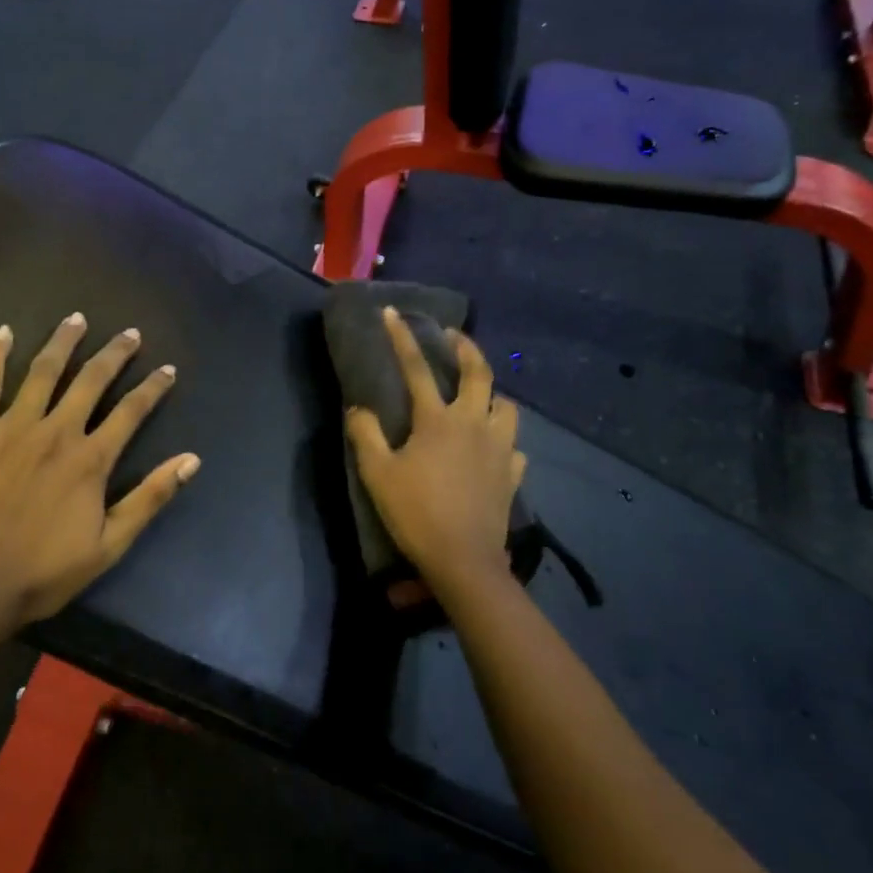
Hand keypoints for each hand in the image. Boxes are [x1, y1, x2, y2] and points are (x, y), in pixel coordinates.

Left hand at [0, 313, 200, 626]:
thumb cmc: (43, 572)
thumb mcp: (109, 544)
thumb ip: (150, 498)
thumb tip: (192, 459)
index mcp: (91, 459)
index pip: (131, 411)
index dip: (153, 388)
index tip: (167, 369)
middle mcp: (57, 432)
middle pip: (92, 381)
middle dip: (115, 354)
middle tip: (130, 333)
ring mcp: (13, 427)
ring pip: (44, 371)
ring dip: (64, 342)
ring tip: (77, 319)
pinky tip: (3, 333)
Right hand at [345, 306, 524, 598]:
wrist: (464, 560)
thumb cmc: (416, 513)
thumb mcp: (378, 474)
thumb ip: (366, 435)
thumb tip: (358, 408)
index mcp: (439, 420)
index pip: (417, 368)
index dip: (402, 338)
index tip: (393, 312)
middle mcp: (474, 424)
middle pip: (479, 373)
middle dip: (466, 347)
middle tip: (453, 336)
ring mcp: (499, 449)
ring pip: (507, 406)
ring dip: (493, 394)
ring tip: (480, 395)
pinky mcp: (512, 475)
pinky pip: (514, 447)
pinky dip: (504, 439)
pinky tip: (495, 448)